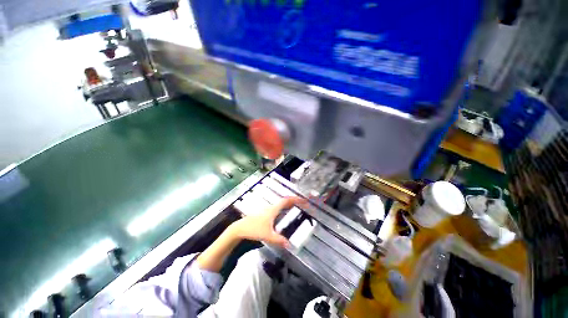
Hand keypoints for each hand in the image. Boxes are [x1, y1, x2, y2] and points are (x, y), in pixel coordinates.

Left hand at [230, 197, 306, 247]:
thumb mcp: (267, 235)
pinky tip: (284, 212)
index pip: (286, 201)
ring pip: (280, 203)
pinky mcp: (265, 212)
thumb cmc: (253, 229)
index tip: (303, 199)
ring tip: (296, 206)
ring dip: (288, 203)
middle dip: (294, 200)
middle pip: (284, 201)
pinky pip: (277, 207)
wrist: (240, 228)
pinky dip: (283, 207)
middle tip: (302, 203)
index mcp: (273, 210)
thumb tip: (290, 245)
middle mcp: (271, 207)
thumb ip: (278, 240)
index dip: (295, 199)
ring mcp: (267, 209)